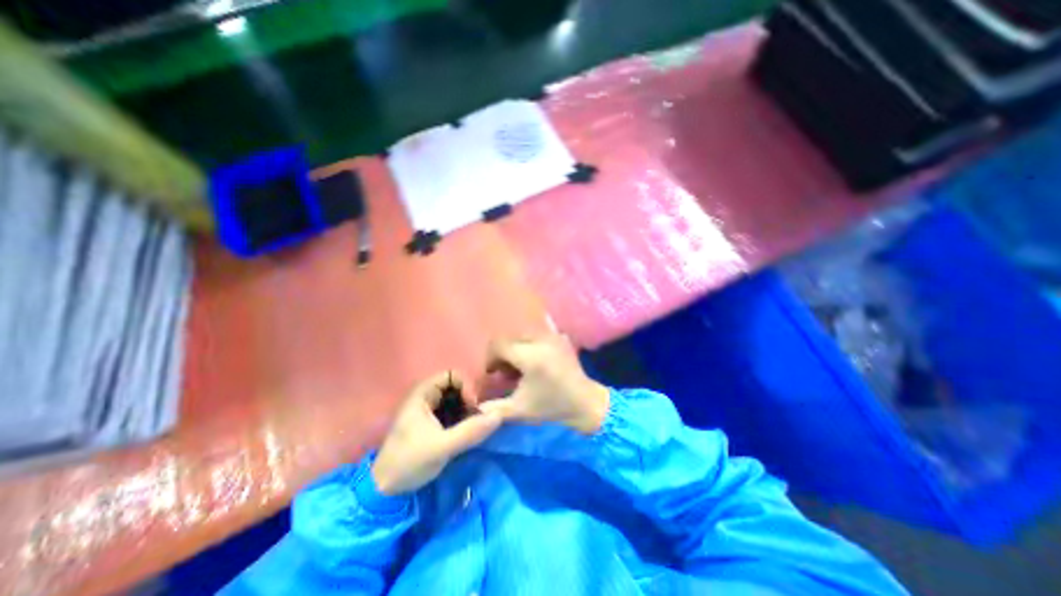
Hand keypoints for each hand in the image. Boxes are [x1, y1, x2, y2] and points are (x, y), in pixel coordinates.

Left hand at [369, 373, 502, 493]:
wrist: (386, 491)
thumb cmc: (409, 463)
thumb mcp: (442, 447)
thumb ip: (470, 431)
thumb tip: (499, 415)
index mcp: (423, 394)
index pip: (452, 375)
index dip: (466, 386)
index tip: (472, 406)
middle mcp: (427, 397)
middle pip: (457, 386)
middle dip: (470, 398)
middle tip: (476, 417)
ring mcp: (430, 410)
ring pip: (457, 399)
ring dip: (468, 409)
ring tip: (474, 426)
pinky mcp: (434, 423)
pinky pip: (455, 412)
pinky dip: (464, 418)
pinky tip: (467, 432)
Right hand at [478, 335, 608, 431]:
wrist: (585, 403)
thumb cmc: (552, 407)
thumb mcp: (519, 410)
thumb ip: (493, 408)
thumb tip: (475, 407)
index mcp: (530, 357)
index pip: (499, 345)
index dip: (491, 358)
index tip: (493, 373)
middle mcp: (541, 341)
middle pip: (510, 339)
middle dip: (503, 354)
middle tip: (507, 373)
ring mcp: (553, 337)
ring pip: (523, 336)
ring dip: (517, 349)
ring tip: (521, 368)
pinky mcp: (561, 338)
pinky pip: (538, 335)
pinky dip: (531, 345)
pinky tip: (535, 361)